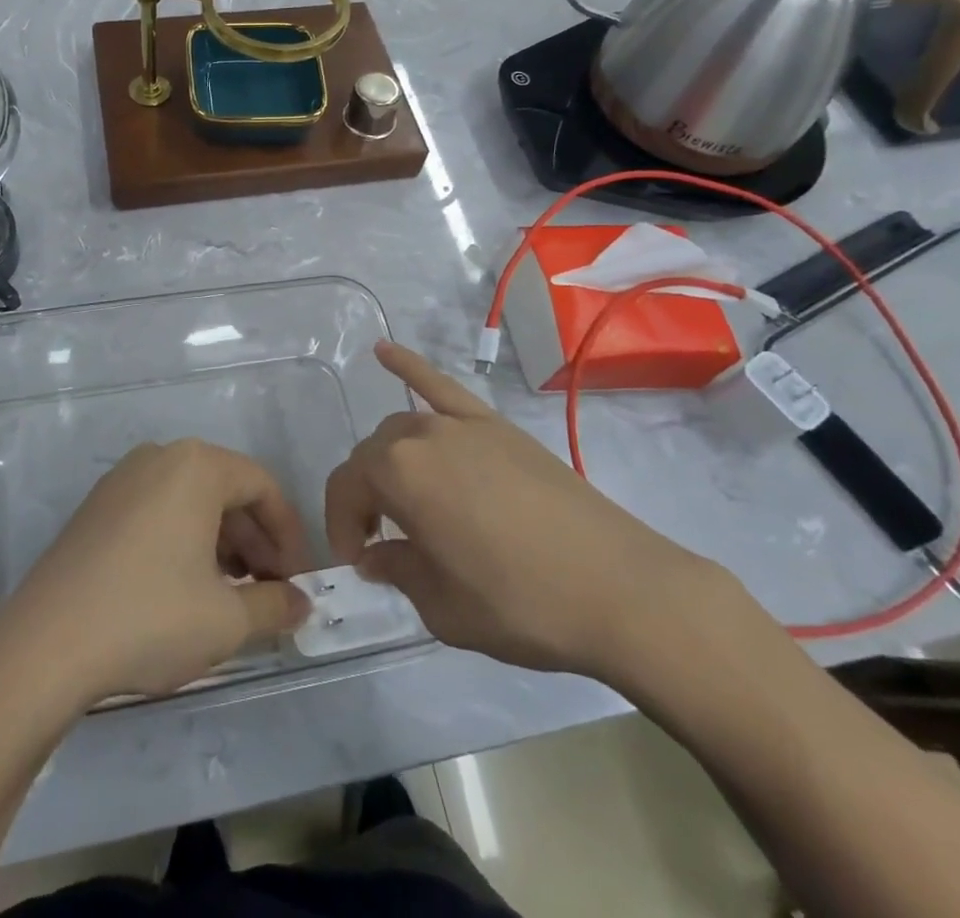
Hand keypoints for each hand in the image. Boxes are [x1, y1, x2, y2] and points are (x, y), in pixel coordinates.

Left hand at [0, 440, 316, 706]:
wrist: (44, 644)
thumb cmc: (150, 617)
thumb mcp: (227, 619)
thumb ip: (276, 605)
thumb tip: (302, 603)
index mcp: (197, 465)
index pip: (263, 487)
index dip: (289, 535)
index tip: (298, 582)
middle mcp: (160, 457)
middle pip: (227, 491)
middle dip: (256, 542)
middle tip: (270, 593)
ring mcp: (122, 479)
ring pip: (191, 502)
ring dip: (222, 544)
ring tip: (232, 596)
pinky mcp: (97, 507)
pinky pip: (158, 511)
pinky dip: (184, 541)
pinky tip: (186, 589)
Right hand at [325, 342, 726, 686]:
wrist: (618, 589)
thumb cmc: (521, 604)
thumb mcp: (443, 608)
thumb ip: (397, 571)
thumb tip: (376, 556)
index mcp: (398, 474)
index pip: (345, 489)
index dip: (341, 528)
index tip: (358, 564)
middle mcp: (421, 434)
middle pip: (372, 456)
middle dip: (365, 497)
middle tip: (381, 542)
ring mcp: (462, 423)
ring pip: (403, 427)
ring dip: (389, 459)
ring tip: (401, 497)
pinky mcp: (496, 424)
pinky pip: (441, 385)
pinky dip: (409, 366)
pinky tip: (384, 350)